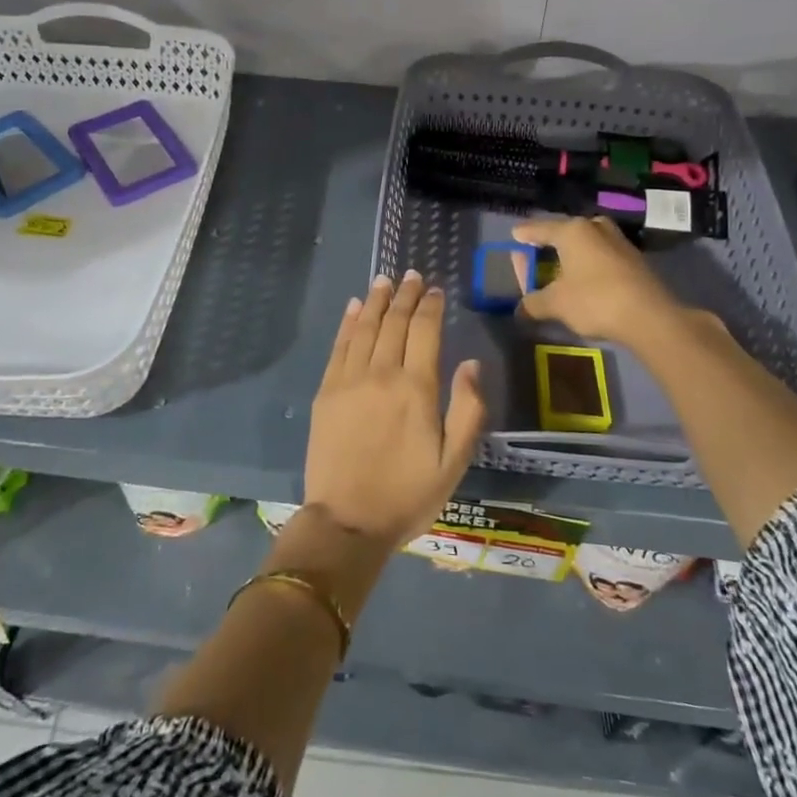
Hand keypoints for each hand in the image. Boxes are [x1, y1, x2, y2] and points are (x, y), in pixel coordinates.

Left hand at [305, 270, 487, 548]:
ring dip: (375, 300)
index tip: (435, 289)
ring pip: (365, 327)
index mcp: (417, 388)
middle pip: (394, 322)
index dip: (430, 305)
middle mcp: (382, 373)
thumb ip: (468, 409)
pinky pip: (339, 346)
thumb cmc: (408, 495)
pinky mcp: (327, 392)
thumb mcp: (454, 462)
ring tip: (384, 280)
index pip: (425, 331)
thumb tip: (470, 363)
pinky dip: (348, 323)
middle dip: (404, 295)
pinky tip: (354, 307)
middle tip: (411, 275)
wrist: (347, 522)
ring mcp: (349, 380)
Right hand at [512, 216, 693, 347]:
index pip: (539, 228)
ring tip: (562, 266)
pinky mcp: (634, 259)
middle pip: (566, 231)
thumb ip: (533, 303)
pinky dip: (590, 262)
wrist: (650, 317)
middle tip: (538, 252)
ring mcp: (619, 241)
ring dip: (573, 252)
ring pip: (587, 241)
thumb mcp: (556, 304)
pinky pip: (602, 254)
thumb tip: (519, 310)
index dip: (525, 234)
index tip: (515, 235)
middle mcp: (595, 228)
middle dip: (550, 241)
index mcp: (572, 231)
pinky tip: (586, 278)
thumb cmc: (595, 300)